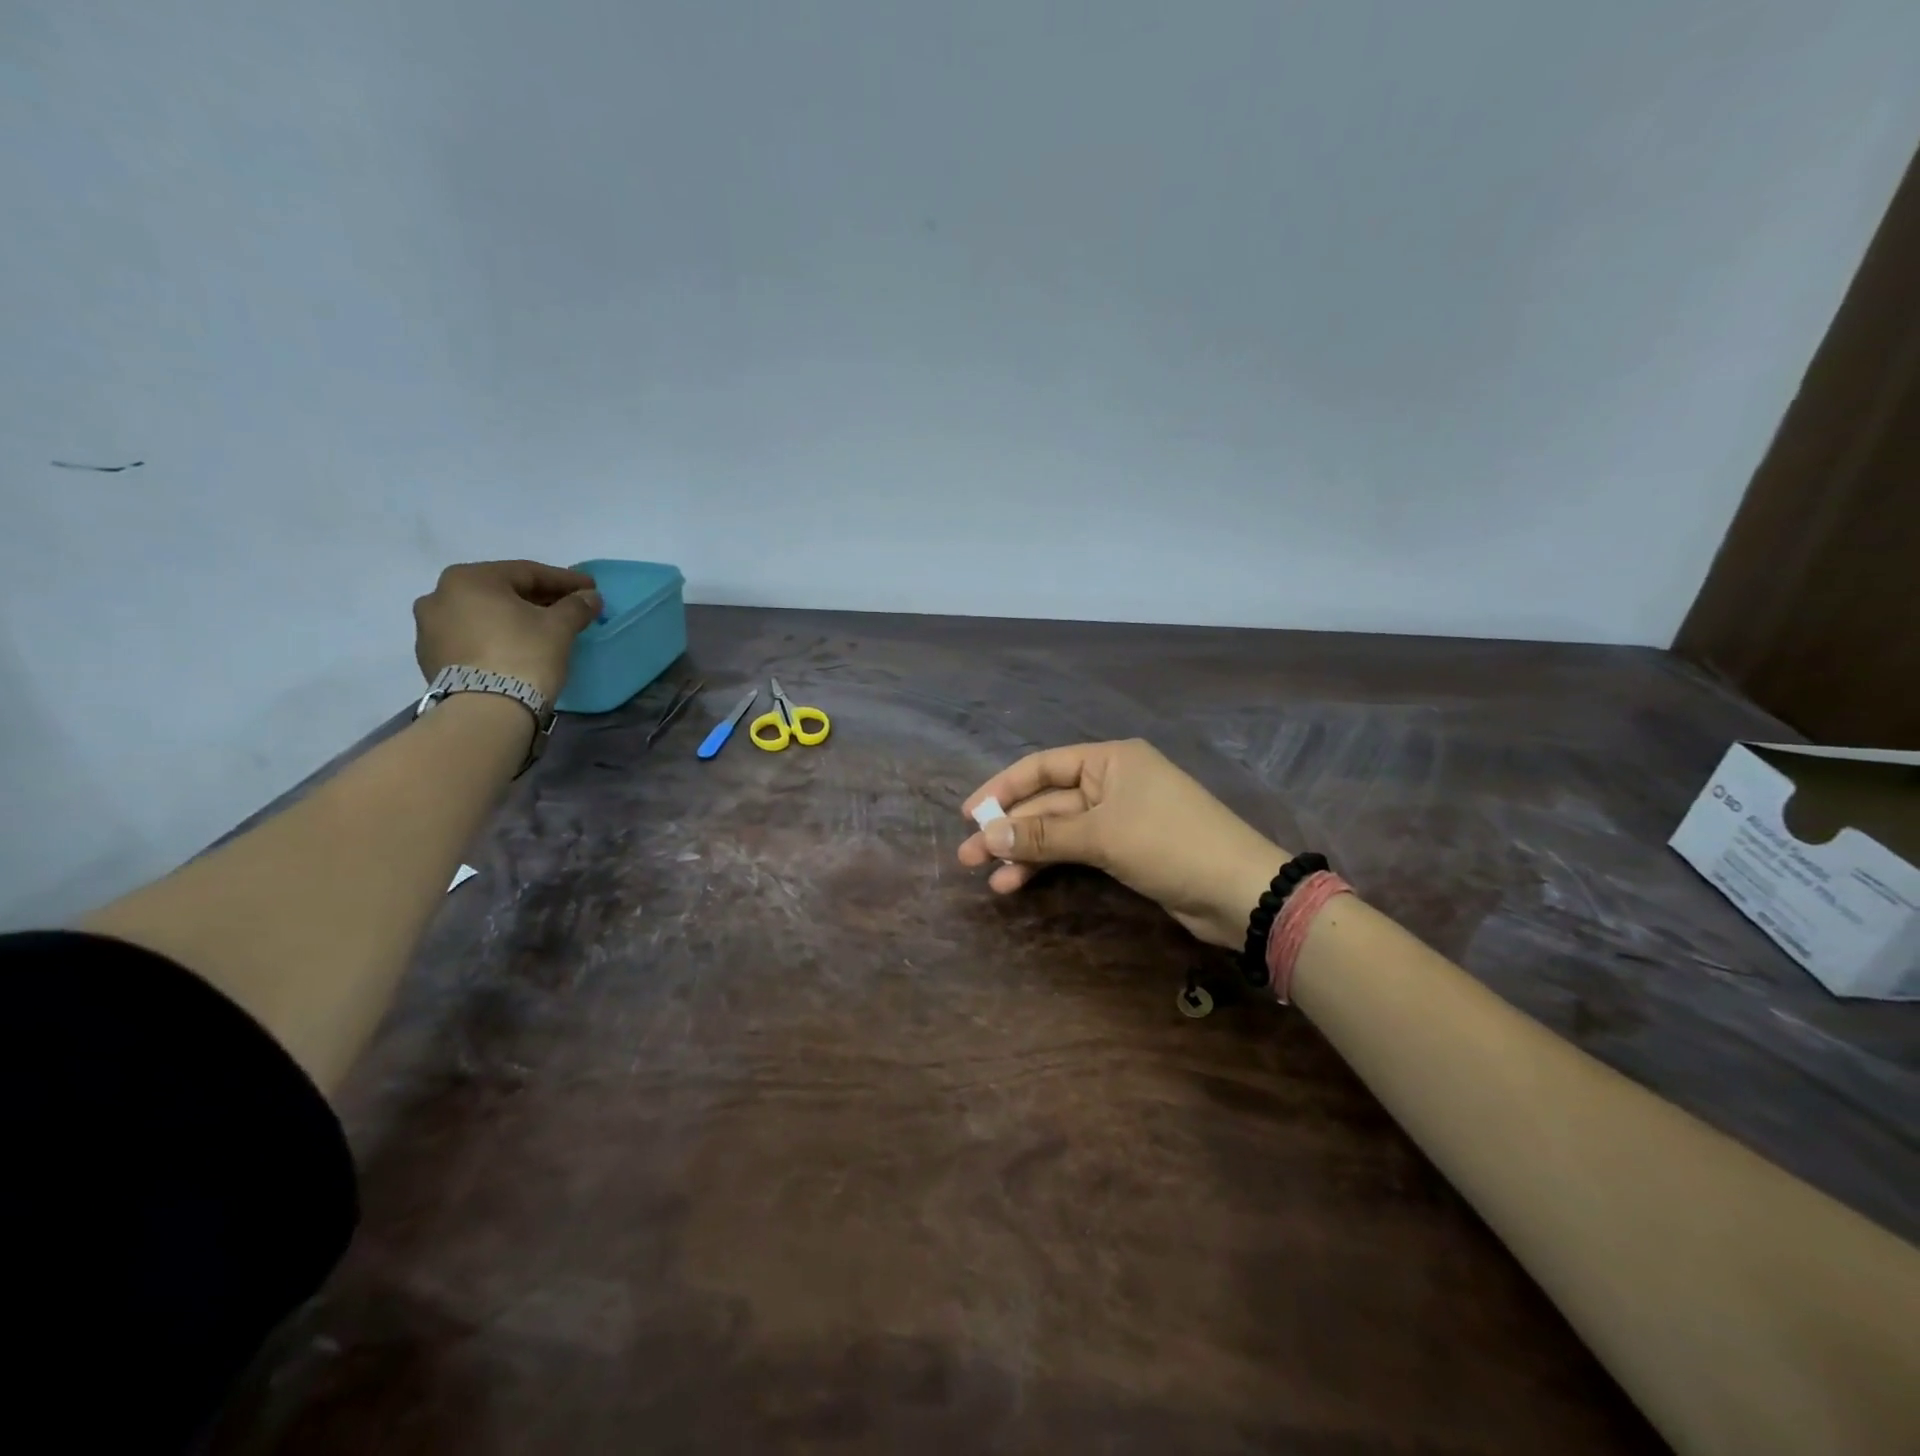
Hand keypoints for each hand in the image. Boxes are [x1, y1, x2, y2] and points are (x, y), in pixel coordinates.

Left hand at [412, 560, 602, 703]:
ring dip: (513, 618)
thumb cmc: (524, 655)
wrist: (485, 710)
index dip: (564, 580)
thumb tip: (590, 597)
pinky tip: (516, 649)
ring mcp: (428, 628)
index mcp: (468, 579)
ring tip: (541, 631)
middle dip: (538, 599)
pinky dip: (495, 638)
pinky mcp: (430, 658)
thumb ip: (576, 606)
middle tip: (568, 608)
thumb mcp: (559, 627)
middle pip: (502, 592)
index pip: (527, 572)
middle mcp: (439, 595)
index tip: (590, 588)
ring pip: (483, 615)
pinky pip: (471, 638)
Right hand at [957, 739, 1290, 947]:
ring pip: (1059, 830)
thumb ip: (1044, 835)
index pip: (1042, 766)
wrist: (1239, 892)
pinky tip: (1019, 882)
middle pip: (1047, 801)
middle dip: (1009, 828)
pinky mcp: (1125, 850)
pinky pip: (1075, 850)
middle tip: (967, 856)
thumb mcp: (1102, 835)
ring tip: (988, 877)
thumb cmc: (1170, 844)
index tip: (969, 814)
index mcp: (1110, 759)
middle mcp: (1111, 782)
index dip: (1002, 788)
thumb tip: (988, 835)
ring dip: (1025, 851)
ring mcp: (1118, 817)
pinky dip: (1049, 864)